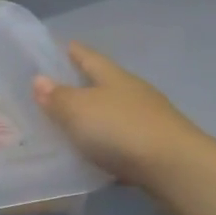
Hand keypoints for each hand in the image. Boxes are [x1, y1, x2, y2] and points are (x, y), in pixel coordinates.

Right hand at [33, 42, 202, 188]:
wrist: (176, 169)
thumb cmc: (121, 130)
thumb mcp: (79, 111)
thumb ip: (58, 97)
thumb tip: (39, 79)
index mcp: (114, 77)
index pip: (89, 57)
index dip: (73, 51)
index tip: (60, 45)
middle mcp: (133, 93)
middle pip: (103, 84)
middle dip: (82, 85)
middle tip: (55, 90)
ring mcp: (148, 121)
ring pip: (114, 113)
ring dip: (95, 118)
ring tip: (69, 126)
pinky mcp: (155, 149)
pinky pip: (123, 142)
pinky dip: (107, 146)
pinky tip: (94, 156)